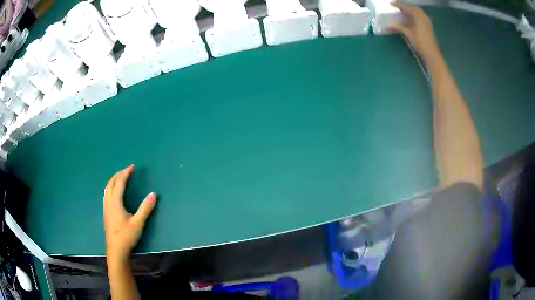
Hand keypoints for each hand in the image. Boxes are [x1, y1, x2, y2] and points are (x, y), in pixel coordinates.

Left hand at [103, 165, 155, 259]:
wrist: (116, 250)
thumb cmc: (126, 236)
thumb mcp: (138, 223)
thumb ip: (145, 208)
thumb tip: (153, 194)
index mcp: (115, 202)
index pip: (119, 183)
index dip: (125, 173)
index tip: (132, 167)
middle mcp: (108, 202)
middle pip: (111, 183)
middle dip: (118, 174)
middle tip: (127, 170)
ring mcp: (106, 207)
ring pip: (107, 188)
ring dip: (113, 180)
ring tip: (120, 178)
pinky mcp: (106, 213)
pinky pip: (106, 194)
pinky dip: (110, 187)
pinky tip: (114, 193)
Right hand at [388, 4, 440, 60]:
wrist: (432, 54)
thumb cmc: (420, 43)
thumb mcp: (408, 34)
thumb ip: (398, 27)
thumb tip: (387, 25)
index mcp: (418, 16)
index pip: (407, 7)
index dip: (398, 5)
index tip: (391, 4)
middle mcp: (423, 16)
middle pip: (413, 8)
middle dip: (405, 6)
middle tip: (398, 7)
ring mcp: (427, 21)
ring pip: (418, 12)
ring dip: (411, 10)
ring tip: (404, 11)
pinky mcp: (429, 27)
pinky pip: (421, 16)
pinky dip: (415, 15)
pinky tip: (412, 18)